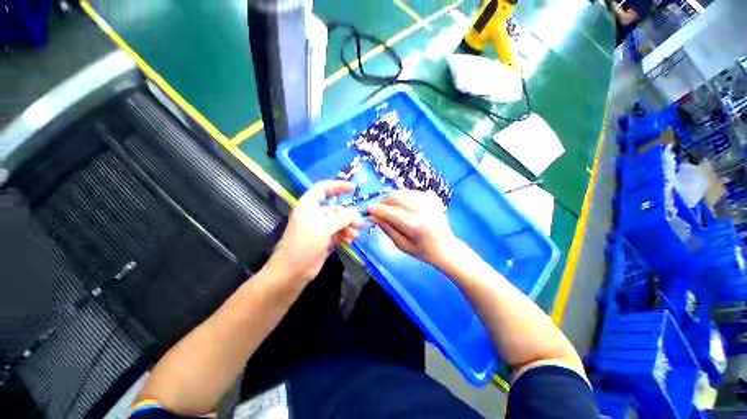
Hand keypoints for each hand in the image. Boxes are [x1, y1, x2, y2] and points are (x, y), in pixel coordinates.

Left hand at [269, 181, 363, 282]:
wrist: (293, 271)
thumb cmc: (305, 244)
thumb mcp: (324, 228)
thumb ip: (342, 218)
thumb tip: (355, 213)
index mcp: (309, 205)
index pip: (324, 188)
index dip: (338, 186)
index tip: (353, 188)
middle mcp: (315, 214)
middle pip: (336, 209)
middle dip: (349, 216)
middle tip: (360, 224)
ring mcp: (320, 227)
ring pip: (339, 222)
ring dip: (348, 227)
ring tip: (355, 235)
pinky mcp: (324, 239)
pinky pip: (338, 232)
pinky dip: (344, 235)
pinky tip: (349, 241)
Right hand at [367, 189, 458, 265]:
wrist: (446, 246)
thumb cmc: (422, 250)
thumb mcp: (401, 245)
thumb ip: (387, 228)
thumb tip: (373, 216)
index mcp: (416, 225)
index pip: (392, 212)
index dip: (378, 209)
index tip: (368, 209)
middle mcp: (423, 209)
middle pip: (396, 197)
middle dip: (384, 202)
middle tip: (381, 211)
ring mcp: (429, 200)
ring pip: (402, 192)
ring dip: (393, 200)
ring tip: (393, 210)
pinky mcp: (432, 197)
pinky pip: (410, 192)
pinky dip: (403, 198)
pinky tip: (405, 208)